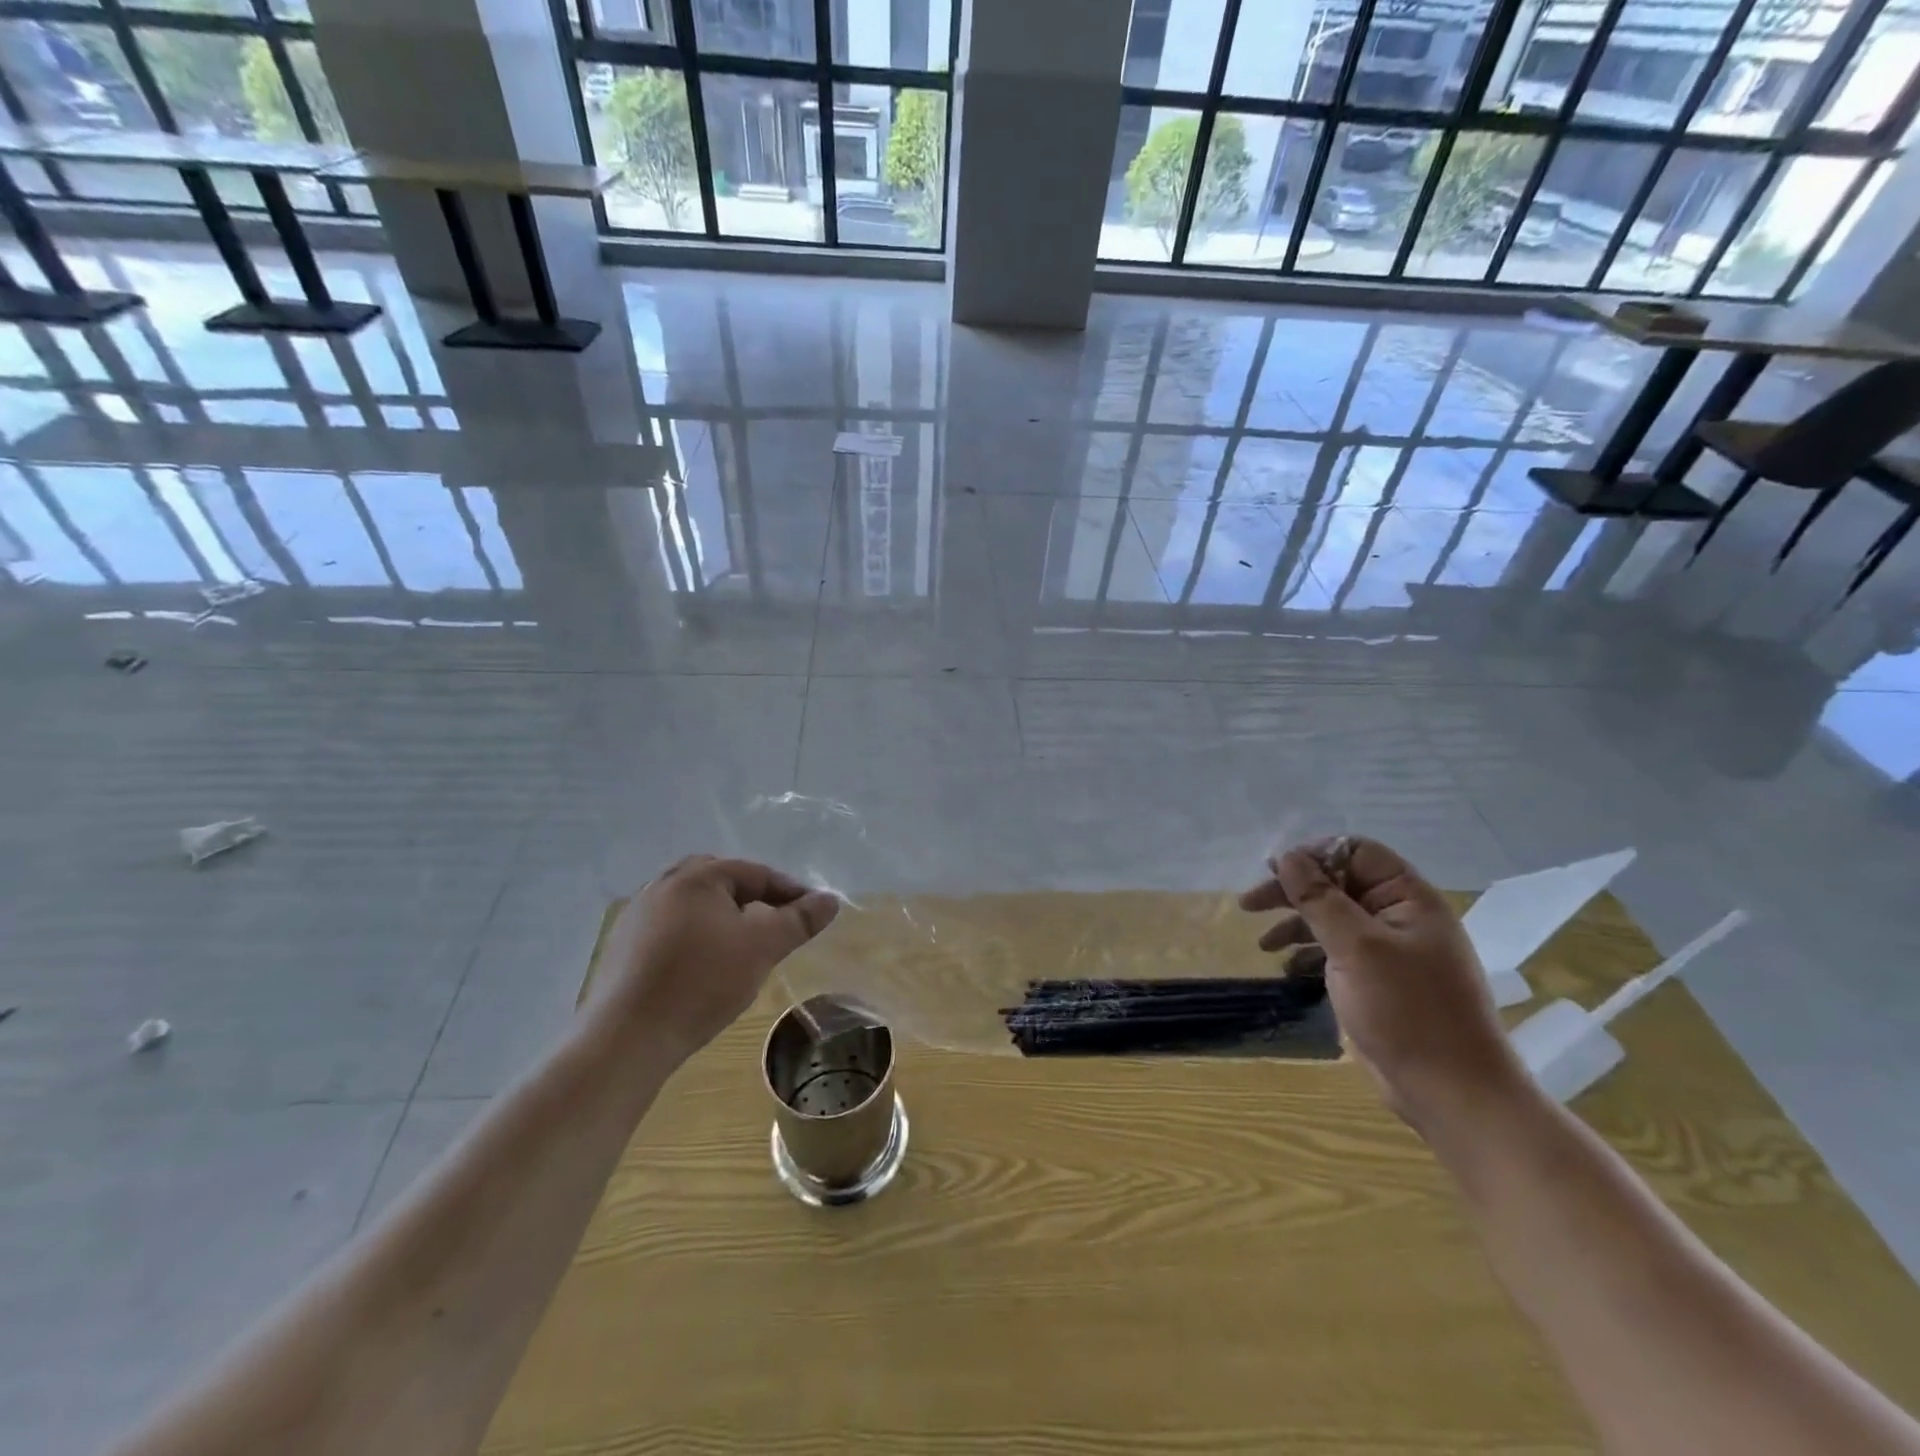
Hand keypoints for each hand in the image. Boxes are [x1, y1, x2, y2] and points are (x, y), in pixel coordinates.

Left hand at [590, 855, 839, 1062]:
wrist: (626, 1038)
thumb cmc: (702, 982)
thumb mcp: (762, 947)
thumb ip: (799, 920)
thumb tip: (830, 899)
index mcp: (697, 876)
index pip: (756, 873)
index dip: (790, 892)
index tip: (812, 915)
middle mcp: (662, 885)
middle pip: (720, 882)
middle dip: (752, 899)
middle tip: (775, 925)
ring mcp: (636, 916)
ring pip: (693, 906)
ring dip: (722, 918)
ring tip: (743, 947)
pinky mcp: (622, 949)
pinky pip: (670, 929)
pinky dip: (695, 937)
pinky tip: (703, 967)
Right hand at [1241, 838, 1526, 1130]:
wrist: (1452, 1094)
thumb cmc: (1407, 1011)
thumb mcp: (1356, 947)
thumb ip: (1319, 898)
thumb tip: (1288, 857)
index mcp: (1409, 899)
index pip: (1356, 853)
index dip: (1314, 856)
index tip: (1274, 873)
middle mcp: (1400, 917)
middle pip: (1339, 883)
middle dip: (1294, 891)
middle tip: (1250, 904)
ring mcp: (1391, 951)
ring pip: (1334, 917)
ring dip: (1296, 923)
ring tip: (1263, 943)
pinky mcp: (1379, 980)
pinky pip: (1337, 950)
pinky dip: (1309, 952)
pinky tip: (1288, 967)